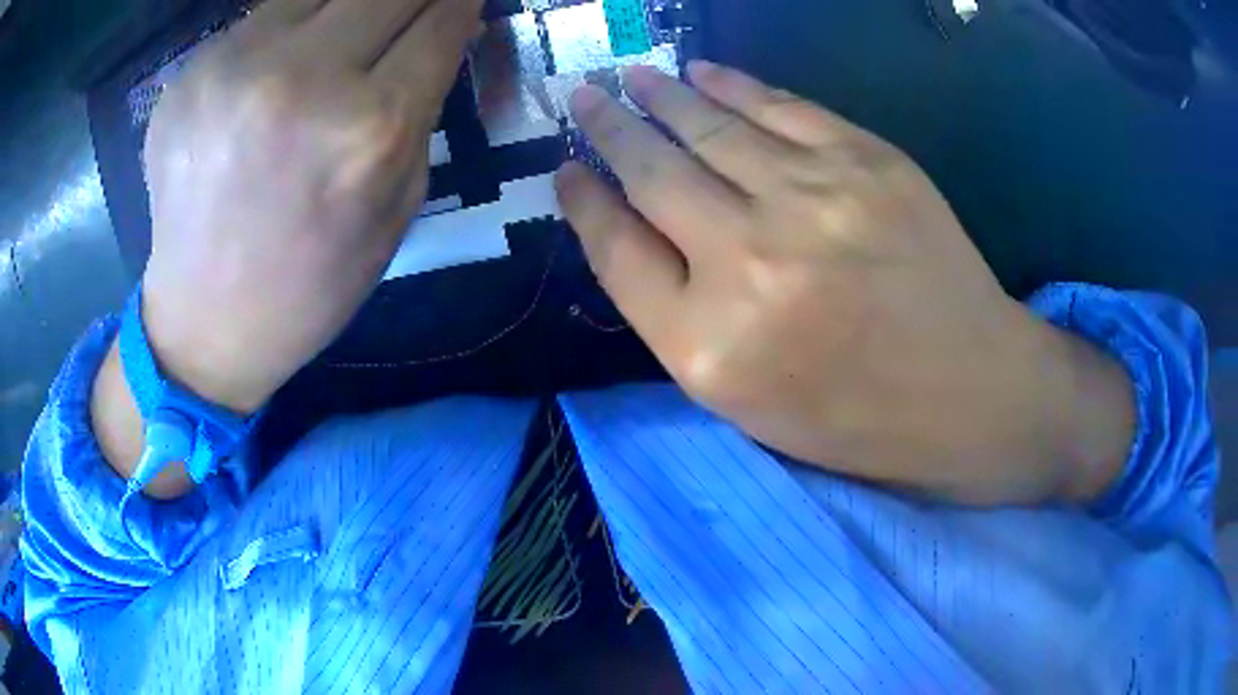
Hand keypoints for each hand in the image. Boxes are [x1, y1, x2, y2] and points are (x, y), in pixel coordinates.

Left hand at [140, 0, 481, 412]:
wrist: (206, 322)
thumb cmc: (314, 280)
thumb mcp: (400, 201)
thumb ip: (422, 104)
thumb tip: (437, 30)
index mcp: (371, 128)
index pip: (441, 17)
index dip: (459, 1)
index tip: (457, 1)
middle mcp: (304, 80)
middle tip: (405, 13)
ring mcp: (235, 69)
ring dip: (345, 6)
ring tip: (338, 41)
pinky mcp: (189, 73)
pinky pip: (261, 18)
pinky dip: (287, 30)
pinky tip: (277, 71)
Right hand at [557, 63, 1133, 503]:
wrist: (972, 392)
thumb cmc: (857, 416)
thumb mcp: (746, 400)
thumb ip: (677, 314)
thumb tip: (629, 226)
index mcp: (707, 346)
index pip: (616, 249)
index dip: (584, 203)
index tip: (566, 171)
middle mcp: (748, 263)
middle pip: (652, 173)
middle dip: (608, 128)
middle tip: (583, 97)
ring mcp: (814, 201)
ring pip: (709, 128)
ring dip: (659, 96)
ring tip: (629, 77)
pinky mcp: (868, 163)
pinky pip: (779, 107)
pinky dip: (730, 85)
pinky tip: (700, 72)